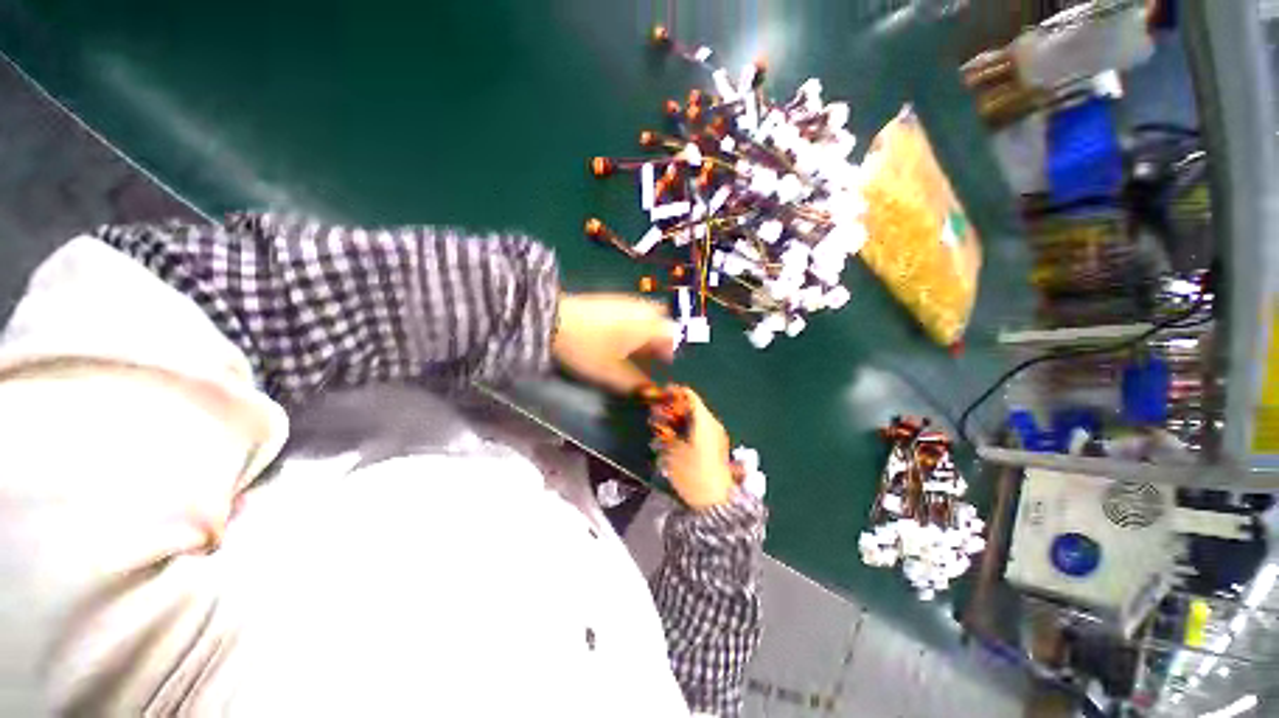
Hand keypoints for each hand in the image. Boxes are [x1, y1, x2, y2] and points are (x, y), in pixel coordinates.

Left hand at [552, 293, 675, 393]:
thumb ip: (635, 384)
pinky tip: (620, 336)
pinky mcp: (611, 299)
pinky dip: (634, 324)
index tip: (664, 363)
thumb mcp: (612, 373)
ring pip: (647, 314)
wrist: (553, 320)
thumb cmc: (588, 348)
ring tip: (636, 348)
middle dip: (662, 336)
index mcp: (648, 326)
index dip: (671, 350)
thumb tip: (650, 392)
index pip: (672, 334)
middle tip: (653, 352)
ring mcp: (625, 302)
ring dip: (648, 330)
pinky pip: (633, 311)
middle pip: (662, 320)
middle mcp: (641, 310)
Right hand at [655, 389, 734, 509]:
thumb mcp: (672, 450)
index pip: (688, 395)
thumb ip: (664, 428)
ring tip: (661, 433)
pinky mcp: (716, 447)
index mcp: (703, 420)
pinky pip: (698, 431)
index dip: (672, 393)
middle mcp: (712, 424)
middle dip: (671, 410)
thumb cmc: (692, 473)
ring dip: (676, 422)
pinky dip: (684, 432)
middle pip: (690, 407)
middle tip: (655, 418)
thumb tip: (658, 413)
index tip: (658, 397)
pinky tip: (672, 443)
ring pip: (693, 420)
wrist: (715, 502)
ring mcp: (716, 435)